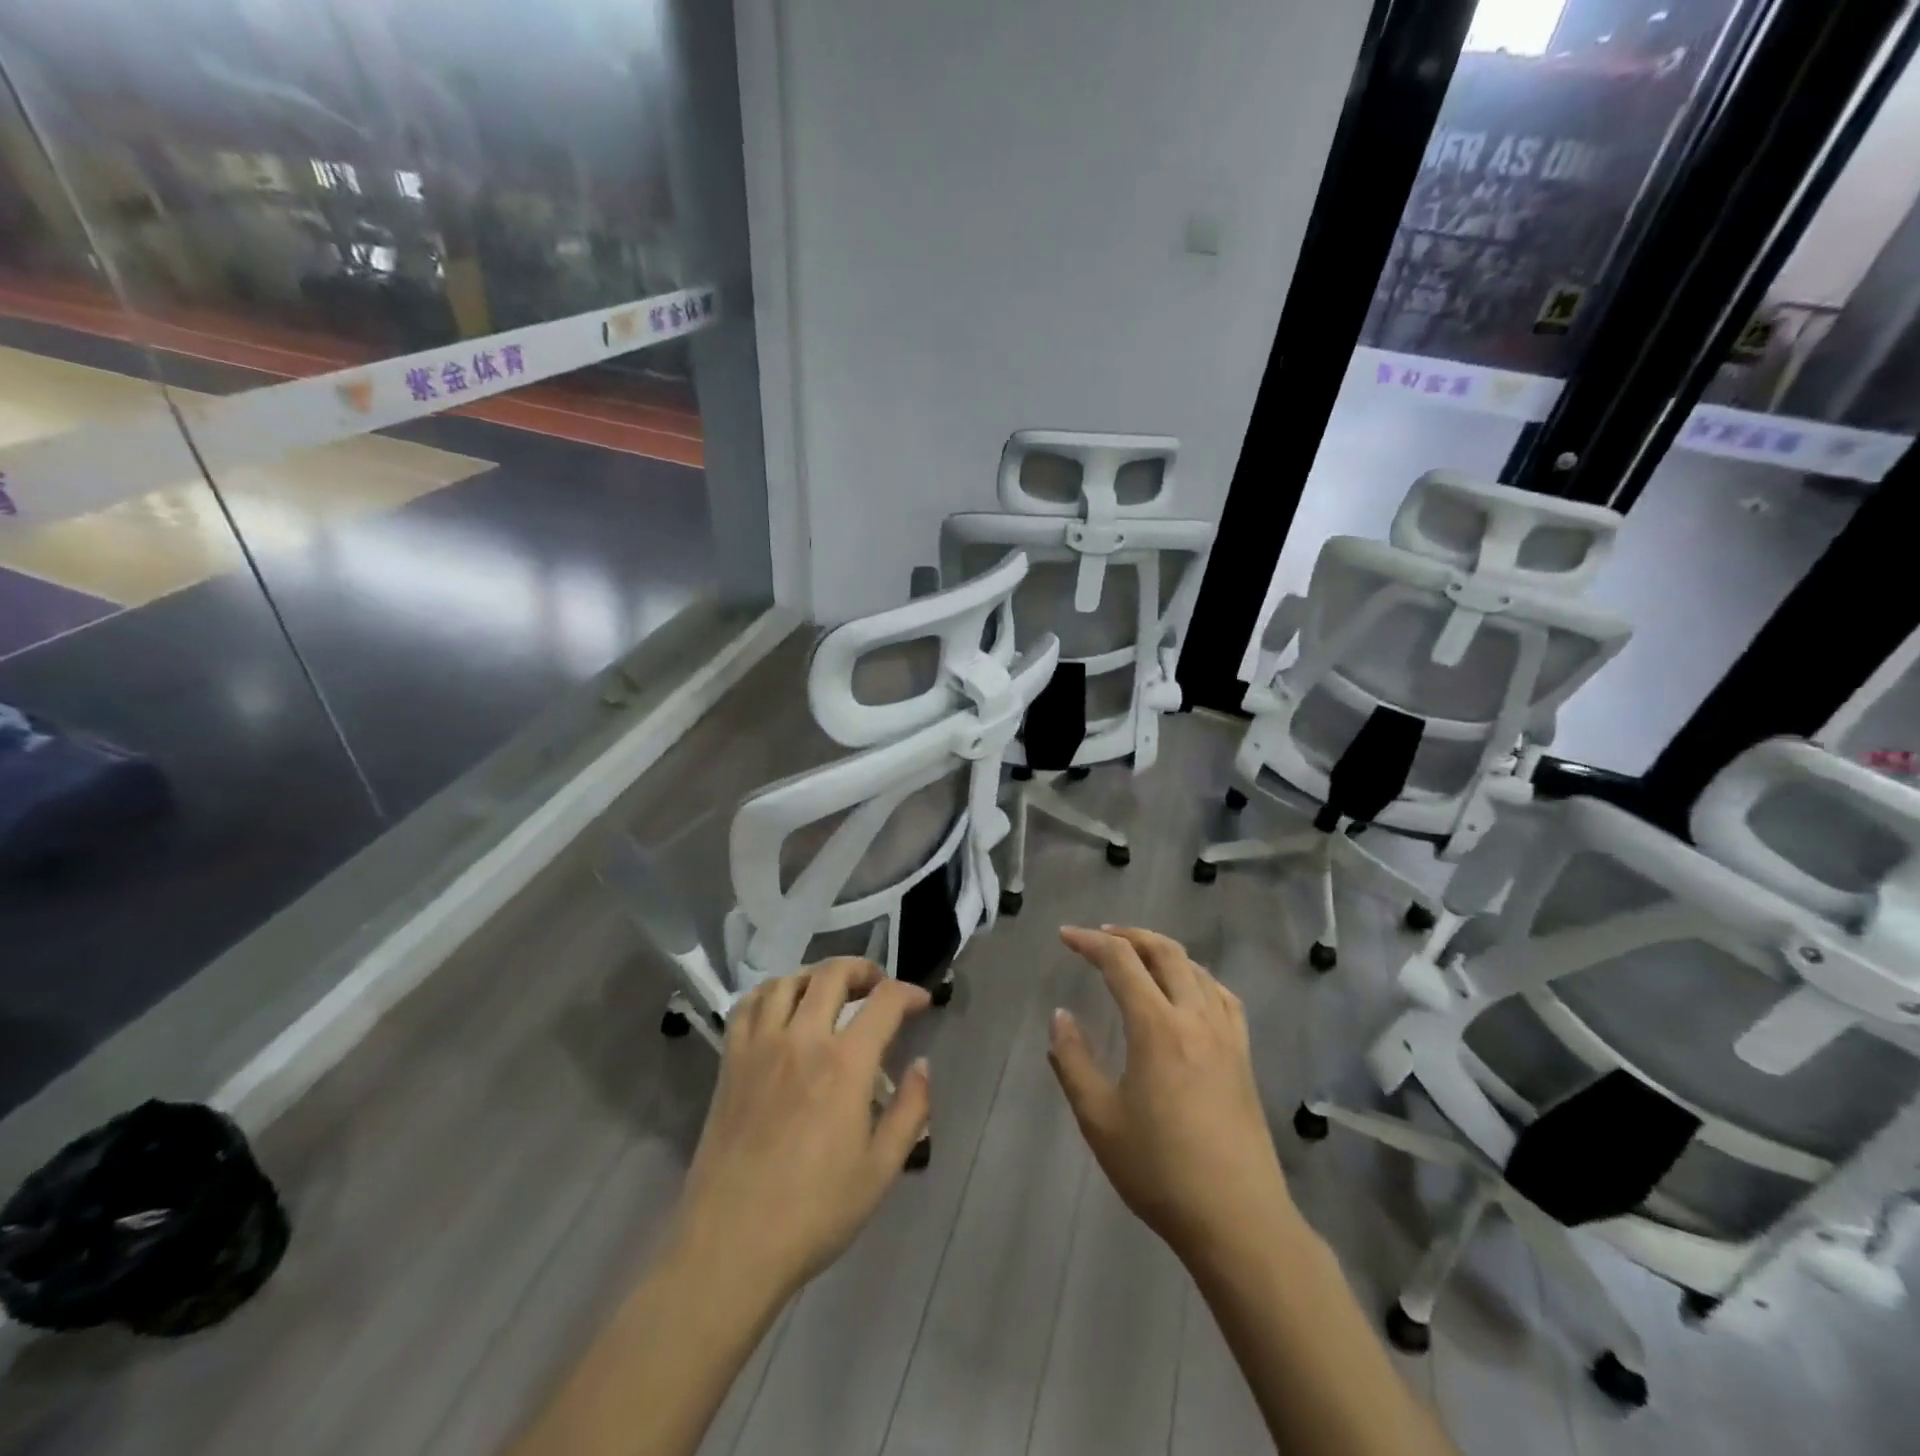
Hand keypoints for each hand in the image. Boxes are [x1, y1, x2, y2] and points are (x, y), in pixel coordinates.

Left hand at [669, 959, 931, 1303]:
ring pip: (787, 980)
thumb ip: (910, 1110)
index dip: (909, 993)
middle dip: (863, 969)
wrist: (731, 1245)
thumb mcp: (881, 1170)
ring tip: (830, 993)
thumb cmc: (814, 1212)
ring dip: (816, 976)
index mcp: (845, 1064)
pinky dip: (769, 993)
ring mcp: (760, 1047)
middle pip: (832, 974)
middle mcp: (802, 1039)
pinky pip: (747, 1005)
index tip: (921, 1002)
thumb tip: (921, 1065)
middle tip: (877, 986)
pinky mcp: (730, 1062)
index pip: (884, 1001)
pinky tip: (781, 1009)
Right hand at [1048, 927, 1294, 1266]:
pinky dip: (1197, 977)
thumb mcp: (1099, 1119)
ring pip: (1196, 969)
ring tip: (1137, 956)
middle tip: (1100, 936)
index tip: (1065, 936)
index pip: (1121, 961)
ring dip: (1162, 951)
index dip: (1090, 941)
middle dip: (1129, 935)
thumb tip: (1060, 1017)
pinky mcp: (1243, 1056)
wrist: (1238, 1220)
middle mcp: (1195, 1017)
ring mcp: (1226, 1035)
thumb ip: (1073, 1061)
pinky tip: (1188, 991)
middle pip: (1165, 952)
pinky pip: (1222, 996)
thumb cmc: (1160, 1171)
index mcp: (1157, 1027)